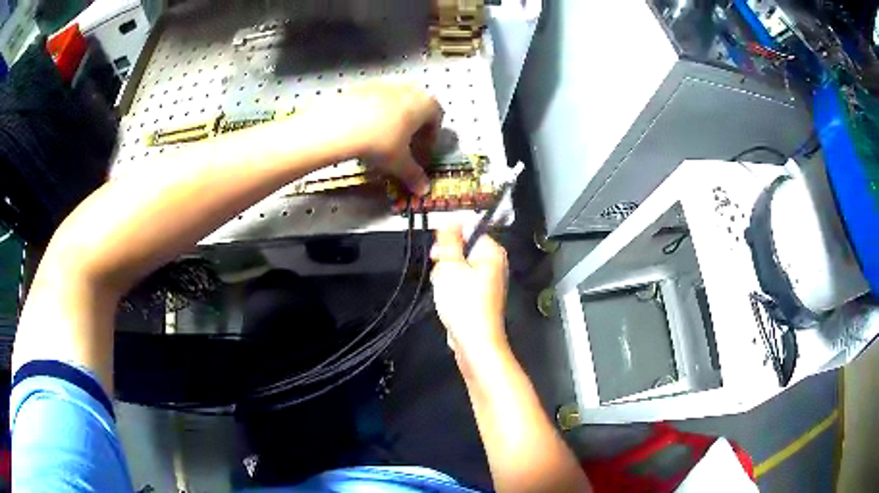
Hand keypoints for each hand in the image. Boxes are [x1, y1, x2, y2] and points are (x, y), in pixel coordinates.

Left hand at [310, 83, 441, 194]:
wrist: (339, 124)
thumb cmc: (380, 141)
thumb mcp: (399, 163)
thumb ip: (414, 175)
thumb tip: (424, 189)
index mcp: (426, 103)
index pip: (436, 120)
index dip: (430, 139)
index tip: (421, 153)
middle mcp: (410, 88)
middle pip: (417, 108)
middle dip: (413, 127)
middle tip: (403, 146)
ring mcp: (385, 84)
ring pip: (396, 103)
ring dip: (394, 120)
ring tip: (381, 139)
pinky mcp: (363, 85)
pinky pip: (376, 101)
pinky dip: (375, 114)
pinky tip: (364, 130)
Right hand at [430, 225, 509, 368]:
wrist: (474, 341)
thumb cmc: (464, 304)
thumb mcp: (450, 266)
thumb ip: (449, 240)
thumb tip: (450, 219)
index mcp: (492, 252)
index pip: (470, 227)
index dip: (450, 234)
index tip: (437, 246)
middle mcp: (494, 264)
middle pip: (464, 247)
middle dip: (447, 257)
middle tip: (439, 267)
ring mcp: (488, 281)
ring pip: (460, 265)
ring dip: (446, 272)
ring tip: (443, 286)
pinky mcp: (480, 295)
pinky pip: (462, 281)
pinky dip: (452, 286)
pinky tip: (446, 297)